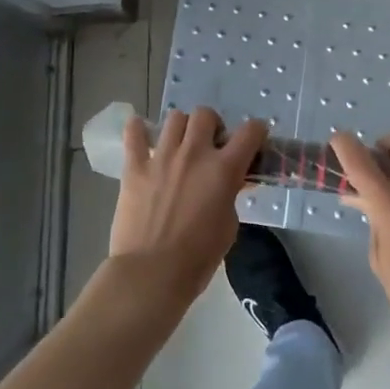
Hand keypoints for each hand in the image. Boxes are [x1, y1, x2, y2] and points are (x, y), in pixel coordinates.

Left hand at [110, 107, 266, 306]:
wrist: (152, 273)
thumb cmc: (198, 257)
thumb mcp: (228, 225)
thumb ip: (231, 195)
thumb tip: (230, 182)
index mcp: (223, 169)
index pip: (250, 132)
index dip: (256, 132)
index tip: (254, 140)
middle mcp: (194, 153)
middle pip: (206, 114)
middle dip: (212, 125)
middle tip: (210, 145)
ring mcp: (162, 157)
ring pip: (174, 118)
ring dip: (181, 128)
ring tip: (179, 145)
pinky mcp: (135, 167)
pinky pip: (133, 134)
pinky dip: (137, 129)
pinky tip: (140, 133)